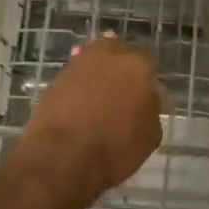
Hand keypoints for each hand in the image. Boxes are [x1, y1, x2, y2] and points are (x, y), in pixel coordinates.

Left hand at [14, 36, 163, 205]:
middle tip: (122, 90)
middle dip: (122, 68)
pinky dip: (79, 83)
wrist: (63, 155)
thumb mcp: (150, 136)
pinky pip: (75, 75)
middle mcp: (110, 56)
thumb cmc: (115, 147)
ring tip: (100, 93)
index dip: (147, 80)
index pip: (149, 64)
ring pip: (94, 60)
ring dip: (98, 71)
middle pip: (120, 53)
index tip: (145, 94)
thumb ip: (151, 110)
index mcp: (139, 66)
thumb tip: (144, 102)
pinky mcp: (57, 77)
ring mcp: (80, 63)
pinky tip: (80, 98)